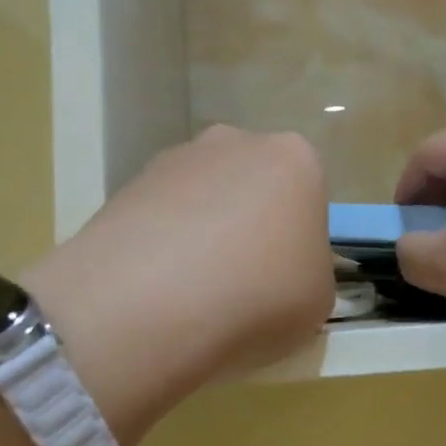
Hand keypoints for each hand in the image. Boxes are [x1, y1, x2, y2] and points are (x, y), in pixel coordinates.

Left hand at [25, 127, 333, 445]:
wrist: (152, 302)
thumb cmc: (260, 295)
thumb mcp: (318, 299)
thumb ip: (308, 272)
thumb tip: (282, 273)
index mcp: (296, 160)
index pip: (307, 198)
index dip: (297, 242)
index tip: (285, 279)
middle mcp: (237, 142)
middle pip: (253, 187)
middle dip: (250, 226)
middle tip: (243, 282)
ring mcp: (177, 159)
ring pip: (203, 199)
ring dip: (203, 234)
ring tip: (192, 292)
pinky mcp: (127, 184)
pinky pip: (160, 217)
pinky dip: (162, 245)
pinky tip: (157, 288)